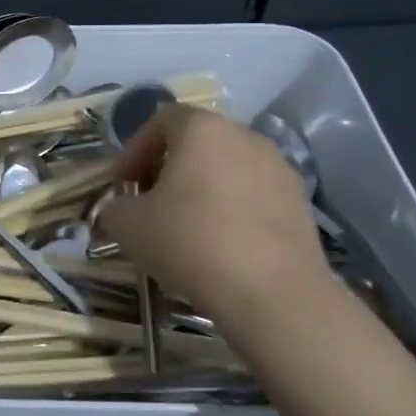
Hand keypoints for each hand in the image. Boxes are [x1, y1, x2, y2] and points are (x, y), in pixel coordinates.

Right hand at [101, 106, 327, 339]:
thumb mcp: (127, 225)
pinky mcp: (301, 204)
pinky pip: (253, 196)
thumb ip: (114, 208)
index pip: (160, 121)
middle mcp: (245, 136)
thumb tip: (120, 211)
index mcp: (202, 128)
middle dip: (167, 170)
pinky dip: (232, 211)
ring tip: (185, 228)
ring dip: (201, 190)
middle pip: (196, 144)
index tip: (122, 186)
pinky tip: (220, 246)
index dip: (134, 152)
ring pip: (227, 170)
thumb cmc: (189, 241)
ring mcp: (279, 169)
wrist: (273, 293)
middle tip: (149, 205)